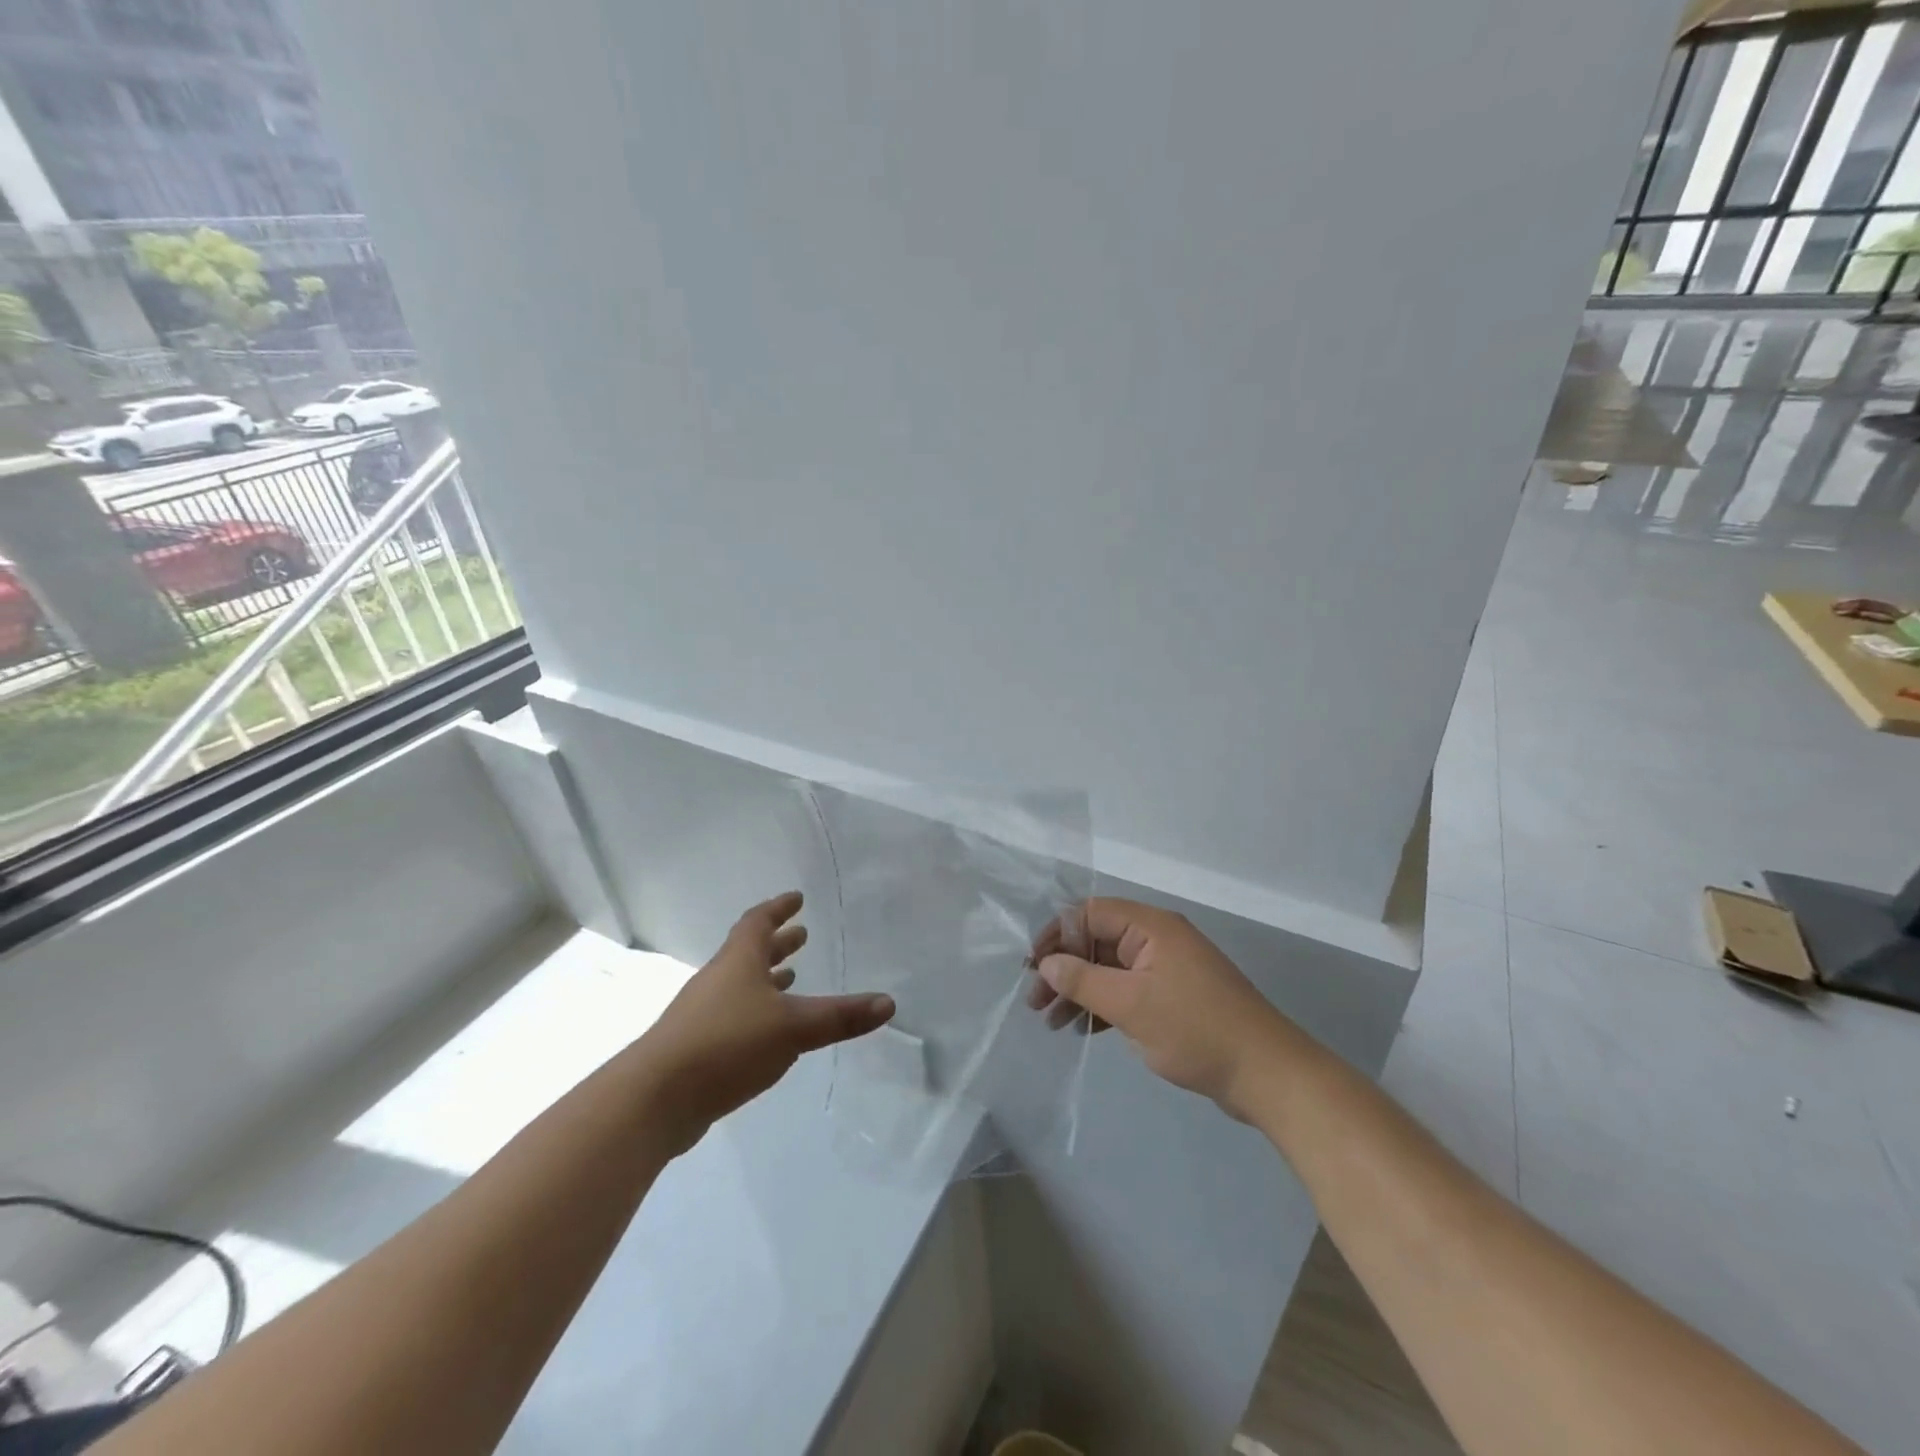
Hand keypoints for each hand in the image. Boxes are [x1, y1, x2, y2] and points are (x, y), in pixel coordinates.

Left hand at [643, 892, 894, 1151]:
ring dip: (766, 978)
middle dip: (778, 943)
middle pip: (748, 952)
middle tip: (801, 936)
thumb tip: (888, 1003)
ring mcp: (702, 1014)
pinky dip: (754, 1012)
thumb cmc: (727, 1044)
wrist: (655, 1097)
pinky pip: (732, 1016)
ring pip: (740, 985)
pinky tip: (767, 1032)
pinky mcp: (695, 1047)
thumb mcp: (793, 1027)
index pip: (758, 922)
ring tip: (791, 978)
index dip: (779, 908)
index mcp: (739, 962)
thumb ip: (840, 1016)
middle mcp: (718, 980)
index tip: (796, 898)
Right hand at [1029, 898, 1303, 1120]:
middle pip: (1097, 941)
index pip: (1090, 913)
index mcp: (1151, 927)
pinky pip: (1127, 991)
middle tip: (1035, 1002)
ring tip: (1052, 1023)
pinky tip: (1082, 1030)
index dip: (1057, 935)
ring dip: (1079, 992)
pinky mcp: (1174, 998)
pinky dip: (1103, 1007)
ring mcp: (1167, 970)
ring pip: (1110, 970)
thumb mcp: (1131, 1005)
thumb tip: (1047, 963)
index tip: (1033, 967)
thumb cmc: (1196, 1029)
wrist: (1267, 1075)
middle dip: (1064, 969)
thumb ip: (1083, 980)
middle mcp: (1158, 940)